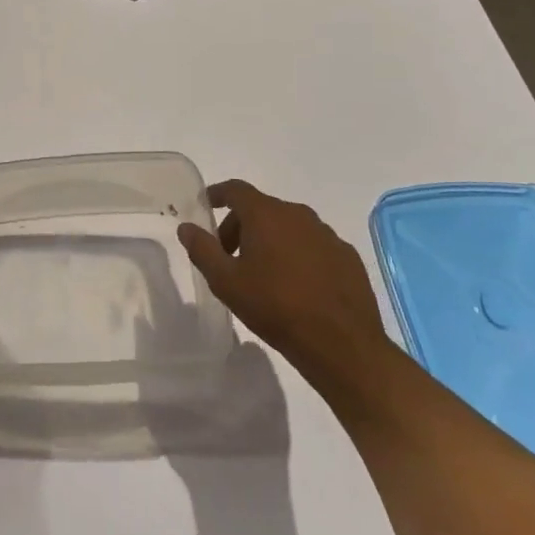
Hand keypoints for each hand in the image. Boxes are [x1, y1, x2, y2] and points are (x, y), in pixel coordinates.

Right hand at [178, 180, 389, 380]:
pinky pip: (313, 245)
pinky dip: (297, 254)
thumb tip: (186, 227)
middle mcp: (298, 215)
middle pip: (261, 209)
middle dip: (240, 226)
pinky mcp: (348, 257)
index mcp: (266, 215)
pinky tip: (295, 285)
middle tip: (229, 256)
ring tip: (262, 273)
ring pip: (289, 227)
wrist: (342, 345)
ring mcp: (327, 235)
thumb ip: (202, 249)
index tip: (206, 205)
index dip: (217, 194)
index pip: (236, 190)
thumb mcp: (225, 282)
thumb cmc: (275, 307)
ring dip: (270, 240)